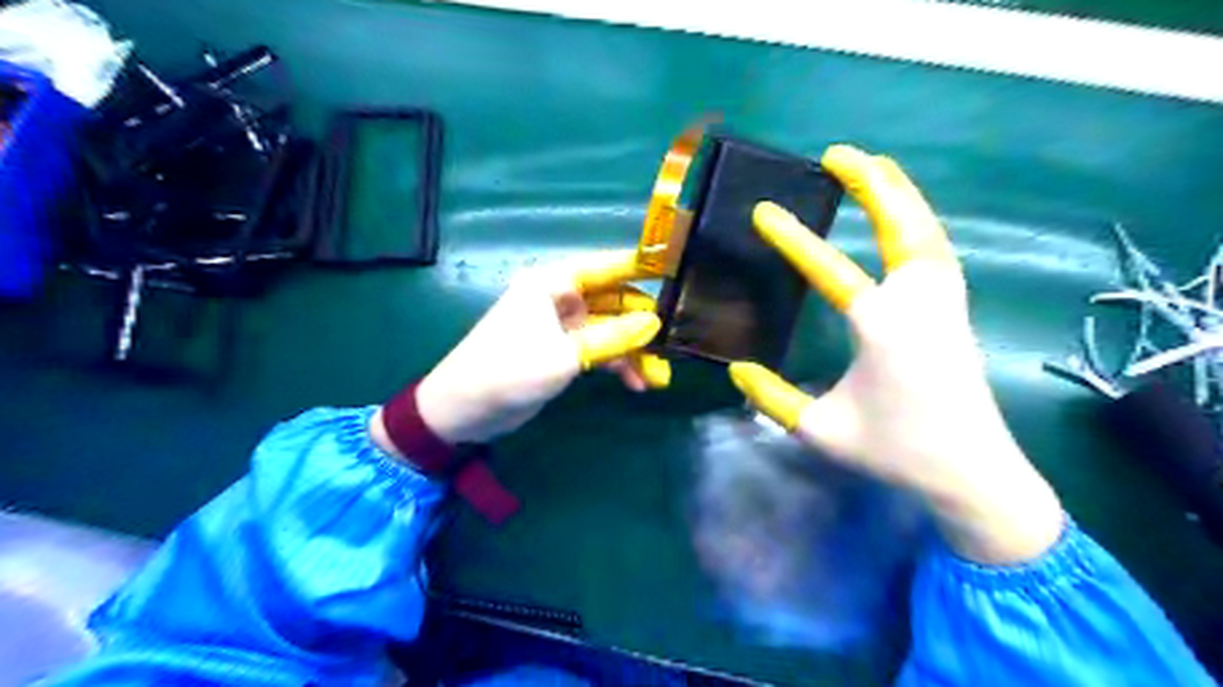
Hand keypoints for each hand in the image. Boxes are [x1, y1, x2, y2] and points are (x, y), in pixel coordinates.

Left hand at [410, 252, 666, 445]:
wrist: (465, 410)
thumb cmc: (510, 370)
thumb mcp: (566, 355)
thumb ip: (613, 338)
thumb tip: (656, 323)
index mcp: (555, 283)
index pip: (607, 266)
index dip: (642, 266)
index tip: (678, 268)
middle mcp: (561, 298)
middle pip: (615, 301)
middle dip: (644, 325)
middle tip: (673, 346)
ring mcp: (563, 326)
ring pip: (611, 330)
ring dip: (634, 351)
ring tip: (658, 379)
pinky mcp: (563, 351)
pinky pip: (600, 350)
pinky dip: (618, 364)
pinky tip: (637, 384)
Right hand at [729, 144, 1065, 563]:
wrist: (973, 474)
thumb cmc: (895, 451)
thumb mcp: (820, 430)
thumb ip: (773, 398)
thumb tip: (736, 369)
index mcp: (881, 328)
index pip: (831, 270)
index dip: (793, 239)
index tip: (764, 211)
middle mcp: (918, 304)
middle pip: (901, 225)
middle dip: (871, 183)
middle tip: (839, 154)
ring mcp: (945, 304)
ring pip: (928, 230)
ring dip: (901, 194)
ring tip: (875, 167)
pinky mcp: (956, 312)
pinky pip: (938, 250)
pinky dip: (920, 221)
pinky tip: (904, 218)